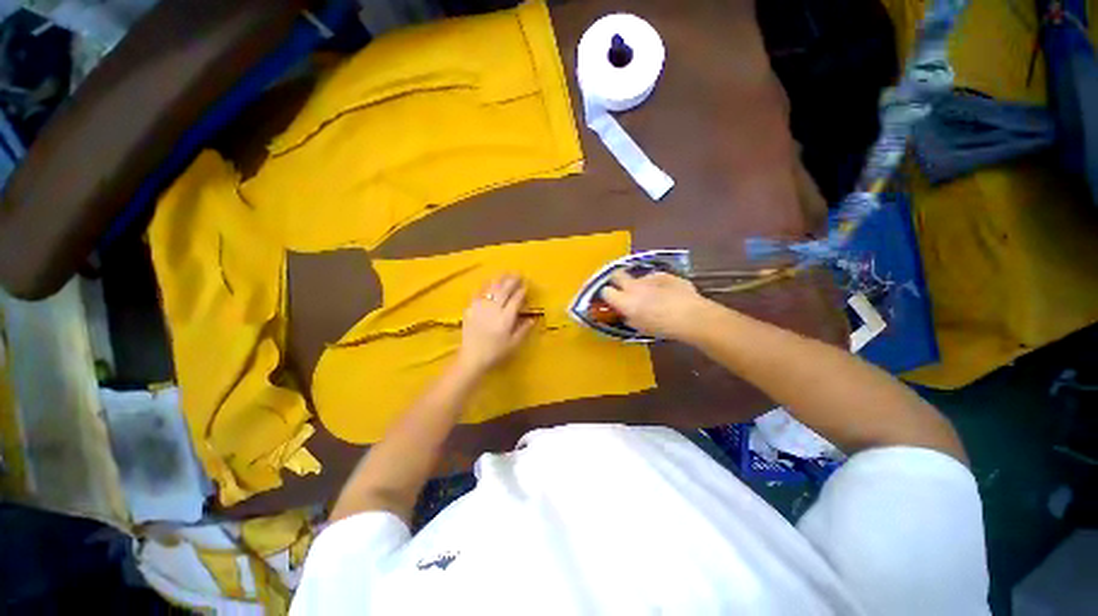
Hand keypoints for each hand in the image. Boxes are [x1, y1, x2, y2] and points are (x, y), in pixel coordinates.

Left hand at [457, 274, 535, 373]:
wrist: (472, 357)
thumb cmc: (495, 352)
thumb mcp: (513, 344)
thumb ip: (523, 330)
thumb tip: (532, 318)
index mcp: (506, 318)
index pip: (515, 300)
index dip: (521, 292)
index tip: (525, 285)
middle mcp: (494, 309)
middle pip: (504, 291)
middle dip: (512, 281)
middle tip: (518, 274)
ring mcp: (480, 307)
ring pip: (491, 289)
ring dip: (499, 280)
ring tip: (506, 273)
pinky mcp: (470, 308)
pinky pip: (477, 293)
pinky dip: (484, 286)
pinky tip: (488, 281)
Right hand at [600, 271, 709, 339]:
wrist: (691, 316)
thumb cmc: (663, 327)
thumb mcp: (640, 327)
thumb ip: (628, 317)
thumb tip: (625, 313)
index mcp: (624, 301)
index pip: (605, 291)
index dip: (606, 295)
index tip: (610, 300)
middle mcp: (633, 286)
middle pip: (616, 274)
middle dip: (616, 280)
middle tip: (622, 289)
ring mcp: (649, 278)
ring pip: (637, 277)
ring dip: (639, 285)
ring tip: (652, 296)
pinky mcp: (664, 274)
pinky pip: (655, 278)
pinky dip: (657, 284)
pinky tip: (667, 293)